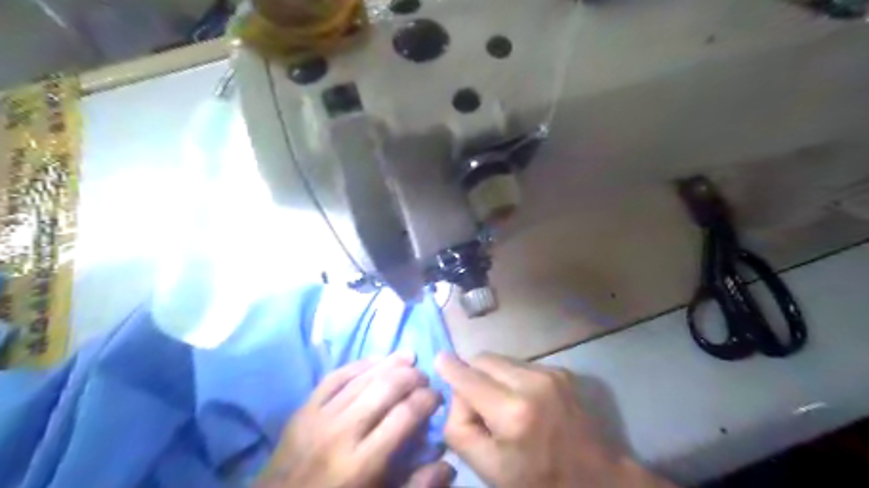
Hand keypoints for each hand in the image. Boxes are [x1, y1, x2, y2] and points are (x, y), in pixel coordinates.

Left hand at [258, 355, 454, 486]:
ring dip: (391, 363)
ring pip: (362, 377)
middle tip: (424, 379)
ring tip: (409, 359)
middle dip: (412, 377)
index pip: (405, 416)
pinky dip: (360, 364)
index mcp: (362, 463)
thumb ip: (415, 486)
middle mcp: (342, 433)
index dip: (427, 400)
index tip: (437, 397)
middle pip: (386, 388)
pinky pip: (335, 376)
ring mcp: (319, 417)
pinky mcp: (304, 409)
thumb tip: (449, 464)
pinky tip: (377, 360)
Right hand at [439, 353, 674, 487]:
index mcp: (513, 412)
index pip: (468, 377)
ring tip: (501, 403)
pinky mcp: (561, 371)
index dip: (449, 367)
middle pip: (483, 359)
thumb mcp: (488, 469)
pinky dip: (511, 377)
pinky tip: (522, 400)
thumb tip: (453, 394)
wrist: (597, 478)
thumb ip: (459, 428)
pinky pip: (520, 365)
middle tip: (474, 401)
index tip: (437, 360)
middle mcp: (532, 382)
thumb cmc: (538, 480)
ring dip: (491, 375)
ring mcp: (550, 372)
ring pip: (501, 359)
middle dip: (471, 374)